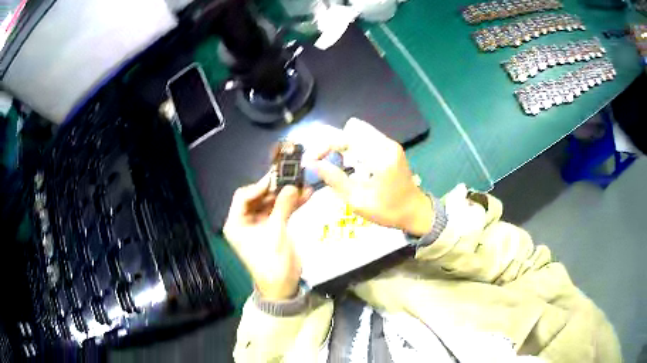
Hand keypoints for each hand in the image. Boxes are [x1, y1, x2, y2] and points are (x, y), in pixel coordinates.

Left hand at [223, 175, 311, 300]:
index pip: (243, 197)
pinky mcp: (273, 228)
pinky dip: (291, 205)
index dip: (259, 186)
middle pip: (258, 198)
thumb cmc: (272, 261)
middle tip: (292, 177)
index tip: (277, 178)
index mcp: (236, 223)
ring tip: (303, 184)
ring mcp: (260, 224)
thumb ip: (283, 207)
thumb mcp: (276, 233)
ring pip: (271, 203)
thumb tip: (292, 185)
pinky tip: (306, 196)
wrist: (283, 286)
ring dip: (286, 195)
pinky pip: (280, 211)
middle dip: (276, 188)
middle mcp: (245, 221)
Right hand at [307, 118, 433, 235]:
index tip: (311, 160)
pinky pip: (365, 137)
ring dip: (342, 144)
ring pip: (357, 131)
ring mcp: (389, 143)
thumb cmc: (388, 211)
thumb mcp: (359, 201)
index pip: (345, 137)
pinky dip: (352, 146)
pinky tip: (349, 163)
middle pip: (350, 129)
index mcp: (380, 156)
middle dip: (332, 143)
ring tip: (333, 162)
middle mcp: (386, 143)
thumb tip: (314, 164)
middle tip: (322, 162)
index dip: (324, 145)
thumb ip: (335, 180)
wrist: (415, 211)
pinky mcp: (390, 146)